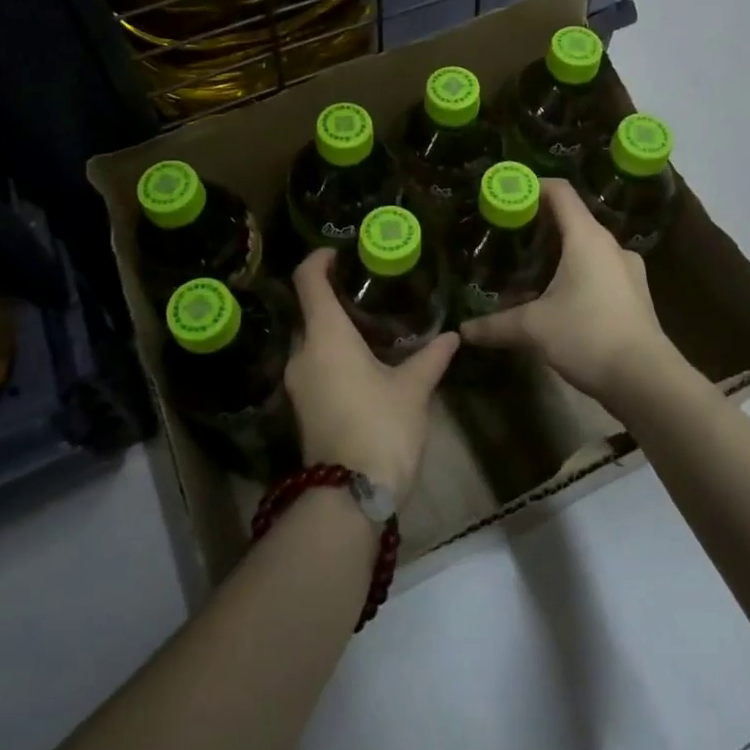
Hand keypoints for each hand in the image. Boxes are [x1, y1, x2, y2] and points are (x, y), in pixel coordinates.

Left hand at [285, 249, 457, 501]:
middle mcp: (303, 353)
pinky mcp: (301, 408)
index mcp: (326, 336)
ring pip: (312, 341)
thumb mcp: (413, 389)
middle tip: (370, 291)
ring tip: (372, 327)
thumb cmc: (381, 428)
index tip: (339, 252)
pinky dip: (333, 355)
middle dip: (335, 297)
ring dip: (335, 330)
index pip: (308, 281)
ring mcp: (297, 383)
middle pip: (310, 311)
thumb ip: (431, 357)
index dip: (319, 259)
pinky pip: (314, 365)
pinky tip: (363, 364)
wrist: (348, 498)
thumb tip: (452, 335)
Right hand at [459, 179, 684, 409]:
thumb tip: (464, 331)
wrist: (647, 380)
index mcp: (587, 238)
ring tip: (530, 271)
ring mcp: (628, 270)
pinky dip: (577, 274)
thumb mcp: (534, 328)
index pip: (560, 192)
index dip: (533, 185)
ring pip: (587, 248)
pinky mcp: (635, 294)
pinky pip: (600, 270)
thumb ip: (496, 325)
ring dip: (559, 254)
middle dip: (540, 225)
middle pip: (572, 219)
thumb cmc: (588, 336)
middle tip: (509, 238)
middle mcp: (611, 245)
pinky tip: (559, 298)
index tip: (507, 194)